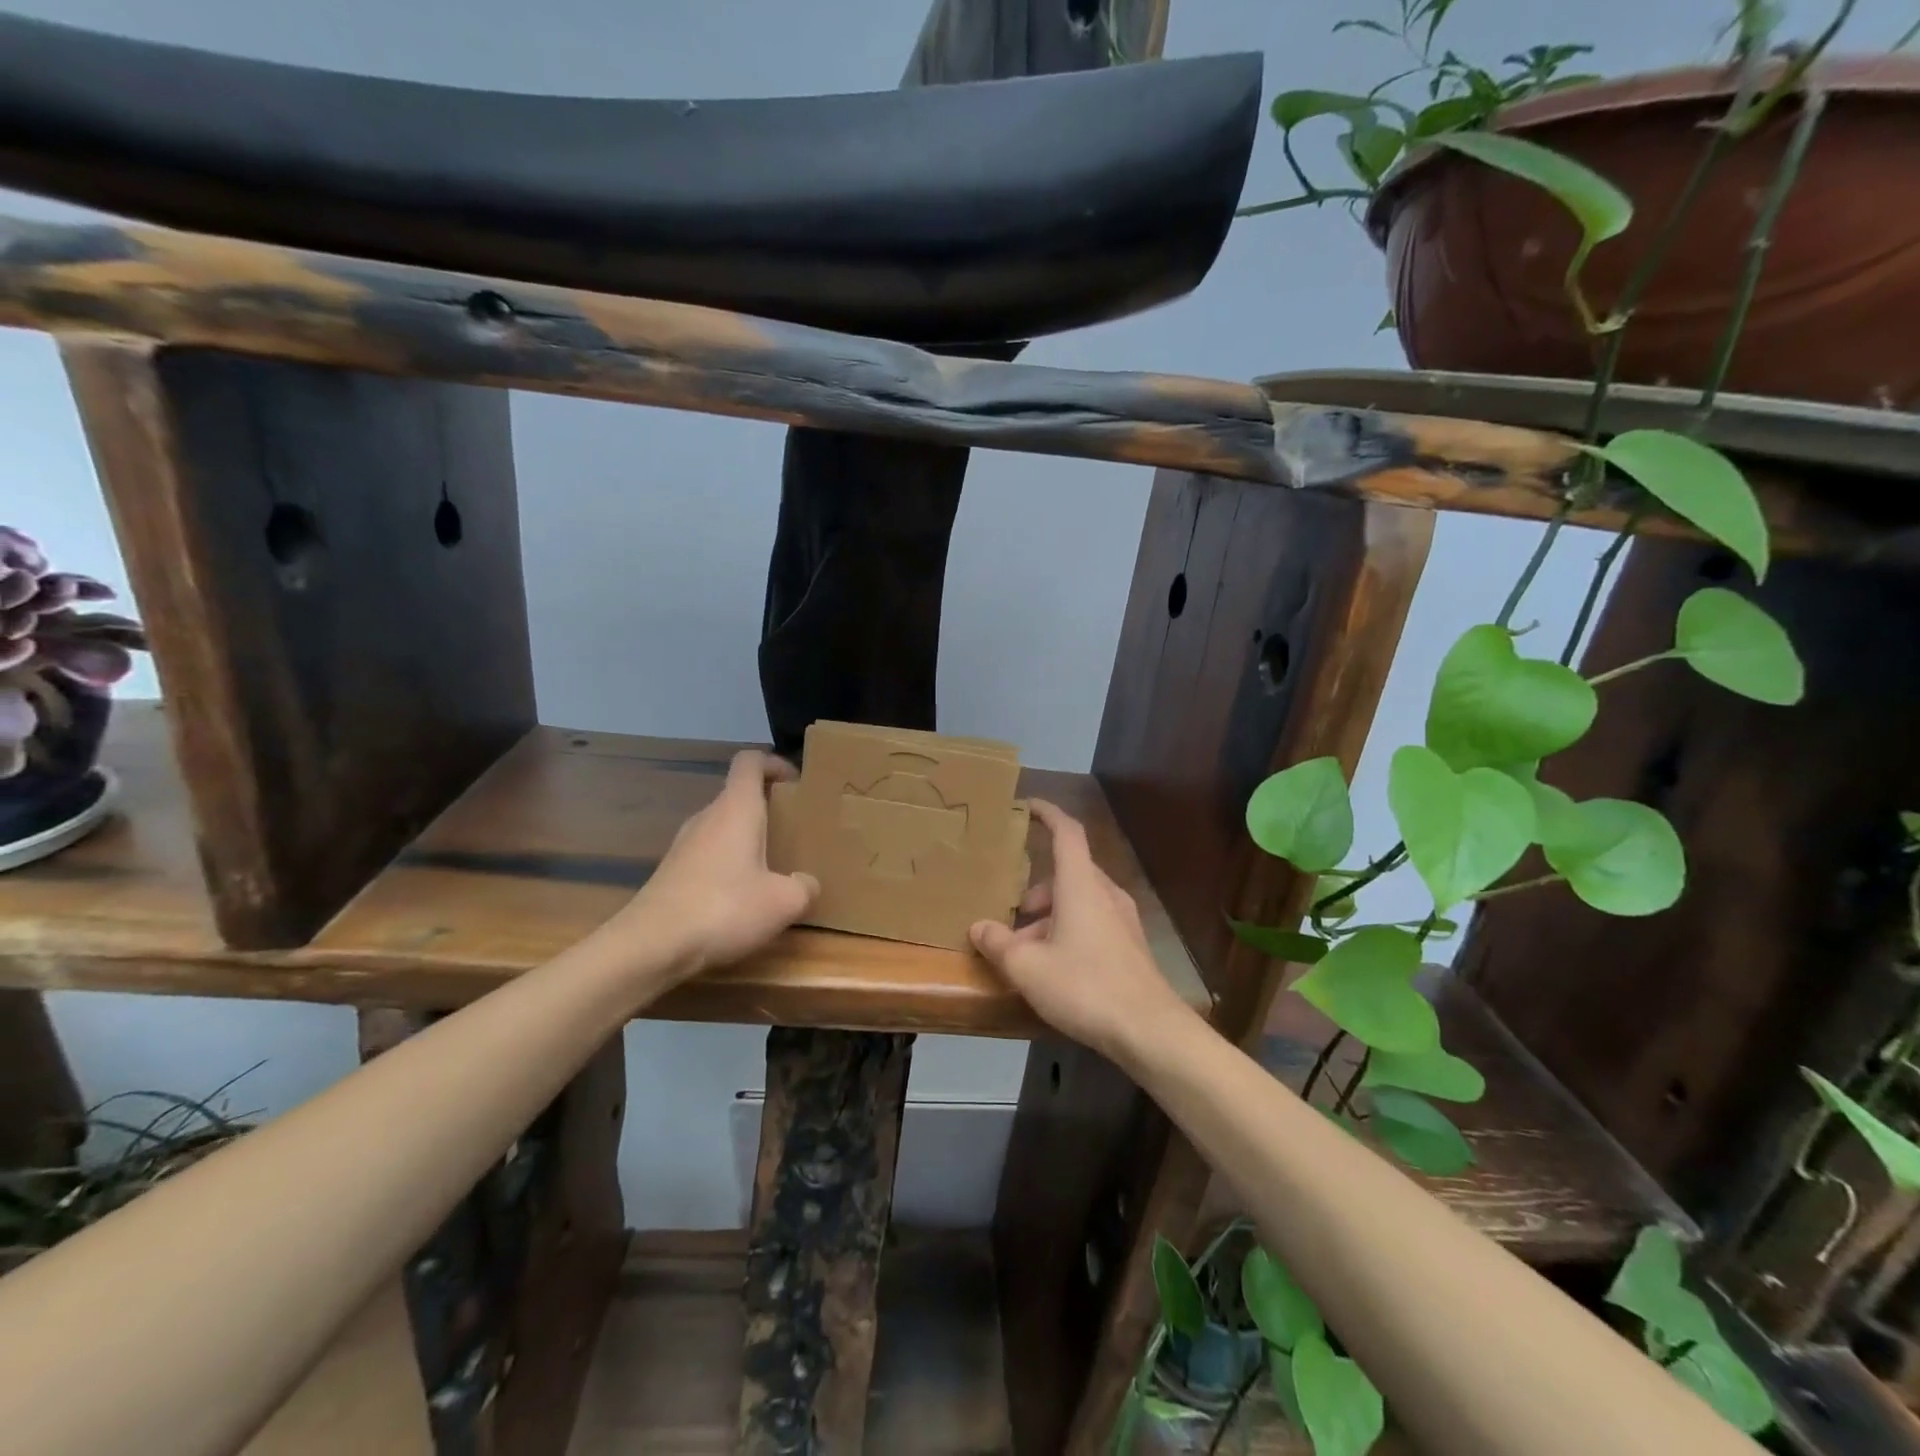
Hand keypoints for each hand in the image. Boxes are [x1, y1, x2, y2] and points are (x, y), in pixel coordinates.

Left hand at [615, 750, 818, 981]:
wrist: (652, 945)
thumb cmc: (725, 908)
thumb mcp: (783, 902)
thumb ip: (804, 886)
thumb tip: (806, 883)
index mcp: (736, 808)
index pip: (750, 762)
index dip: (774, 763)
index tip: (795, 782)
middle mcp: (707, 817)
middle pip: (738, 795)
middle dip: (768, 807)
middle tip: (794, 829)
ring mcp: (684, 844)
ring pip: (723, 827)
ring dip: (748, 838)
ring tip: (773, 865)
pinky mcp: (672, 872)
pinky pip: (709, 854)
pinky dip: (729, 864)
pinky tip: (742, 896)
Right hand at [970, 800, 1192, 1065]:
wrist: (1148, 1029)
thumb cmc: (1084, 986)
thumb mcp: (1028, 967)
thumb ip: (998, 943)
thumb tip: (978, 927)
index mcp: (1081, 885)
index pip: (1066, 833)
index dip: (1048, 814)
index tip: (1028, 806)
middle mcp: (1105, 893)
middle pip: (1068, 873)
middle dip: (1037, 888)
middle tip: (1012, 913)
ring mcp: (1122, 919)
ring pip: (1080, 901)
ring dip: (1051, 915)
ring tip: (1027, 951)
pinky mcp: (1130, 945)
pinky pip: (1093, 922)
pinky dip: (1069, 931)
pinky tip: (1054, 968)